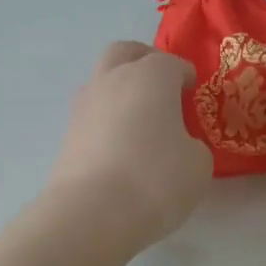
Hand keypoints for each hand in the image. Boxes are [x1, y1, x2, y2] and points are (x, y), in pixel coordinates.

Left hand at [48, 42, 210, 249]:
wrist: (92, 212)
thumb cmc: (155, 178)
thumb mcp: (197, 164)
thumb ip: (192, 146)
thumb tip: (178, 145)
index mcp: (150, 76)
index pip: (170, 63)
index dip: (184, 74)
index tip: (192, 88)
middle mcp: (112, 81)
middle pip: (124, 53)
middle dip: (143, 60)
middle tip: (161, 82)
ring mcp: (84, 107)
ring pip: (102, 81)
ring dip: (120, 89)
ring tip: (140, 117)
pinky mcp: (67, 135)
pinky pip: (92, 114)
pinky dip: (107, 119)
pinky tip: (122, 143)